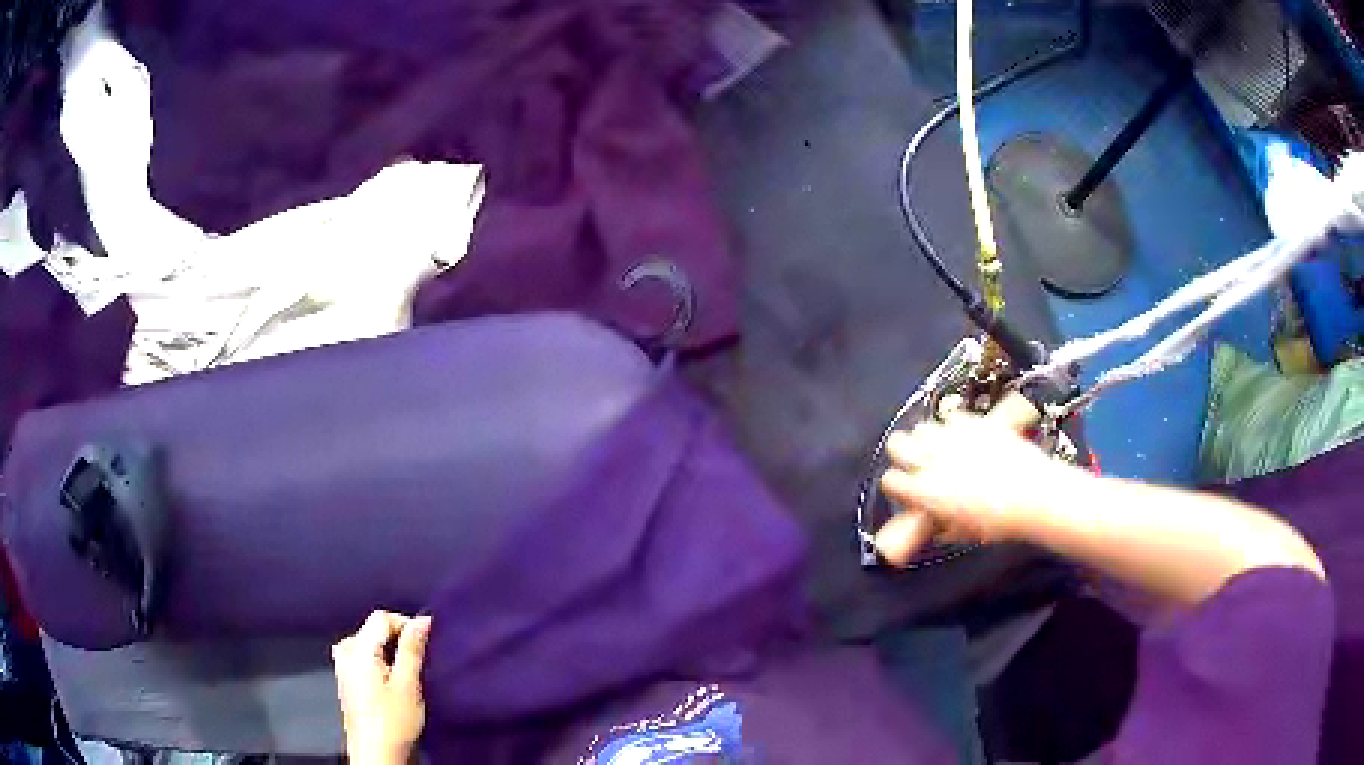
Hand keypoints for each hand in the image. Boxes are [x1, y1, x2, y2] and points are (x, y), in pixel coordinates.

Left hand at [333, 610, 431, 764]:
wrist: (375, 754)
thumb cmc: (392, 722)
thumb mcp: (408, 684)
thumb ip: (412, 649)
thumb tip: (422, 619)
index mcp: (357, 649)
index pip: (381, 617)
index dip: (406, 625)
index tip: (427, 643)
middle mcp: (345, 652)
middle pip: (374, 629)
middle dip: (398, 640)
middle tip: (420, 662)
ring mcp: (343, 665)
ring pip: (370, 643)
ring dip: (390, 652)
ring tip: (408, 674)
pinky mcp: (346, 679)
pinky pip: (364, 656)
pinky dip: (380, 662)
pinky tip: (392, 683)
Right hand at [874, 412, 1075, 565]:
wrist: (1031, 494)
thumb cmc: (997, 521)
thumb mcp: (961, 532)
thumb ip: (940, 523)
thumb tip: (934, 521)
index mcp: (925, 492)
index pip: (891, 481)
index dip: (897, 486)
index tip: (905, 490)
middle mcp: (932, 461)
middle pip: (898, 444)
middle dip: (903, 453)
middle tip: (914, 462)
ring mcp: (952, 439)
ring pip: (922, 428)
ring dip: (926, 439)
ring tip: (939, 449)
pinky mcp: (973, 423)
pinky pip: (952, 418)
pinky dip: (953, 427)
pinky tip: (963, 439)